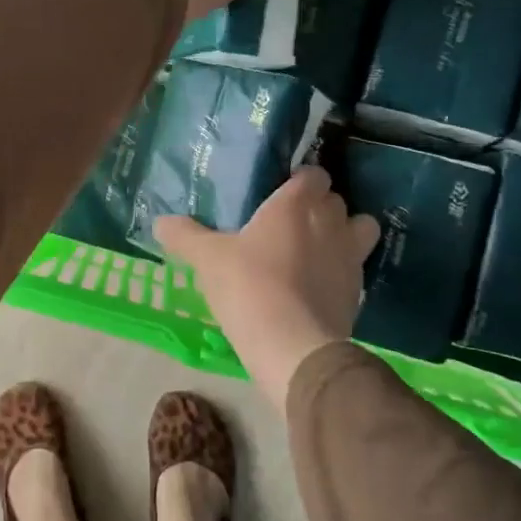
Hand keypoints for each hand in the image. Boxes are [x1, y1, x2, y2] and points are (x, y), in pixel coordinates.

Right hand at [154, 168, 379, 412]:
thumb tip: (160, 222)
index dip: (300, 181)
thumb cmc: (248, 286)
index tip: (280, 194)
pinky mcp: (358, 291)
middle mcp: (330, 222)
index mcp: (296, 204)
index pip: (313, 174)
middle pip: (335, 200)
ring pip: (360, 229)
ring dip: (344, 233)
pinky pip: (355, 268)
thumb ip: (184, 236)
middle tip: (289, 223)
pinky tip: (317, 285)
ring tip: (317, 249)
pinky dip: (341, 270)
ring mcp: (350, 257)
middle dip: (318, 206)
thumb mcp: (207, 259)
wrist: (293, 346)